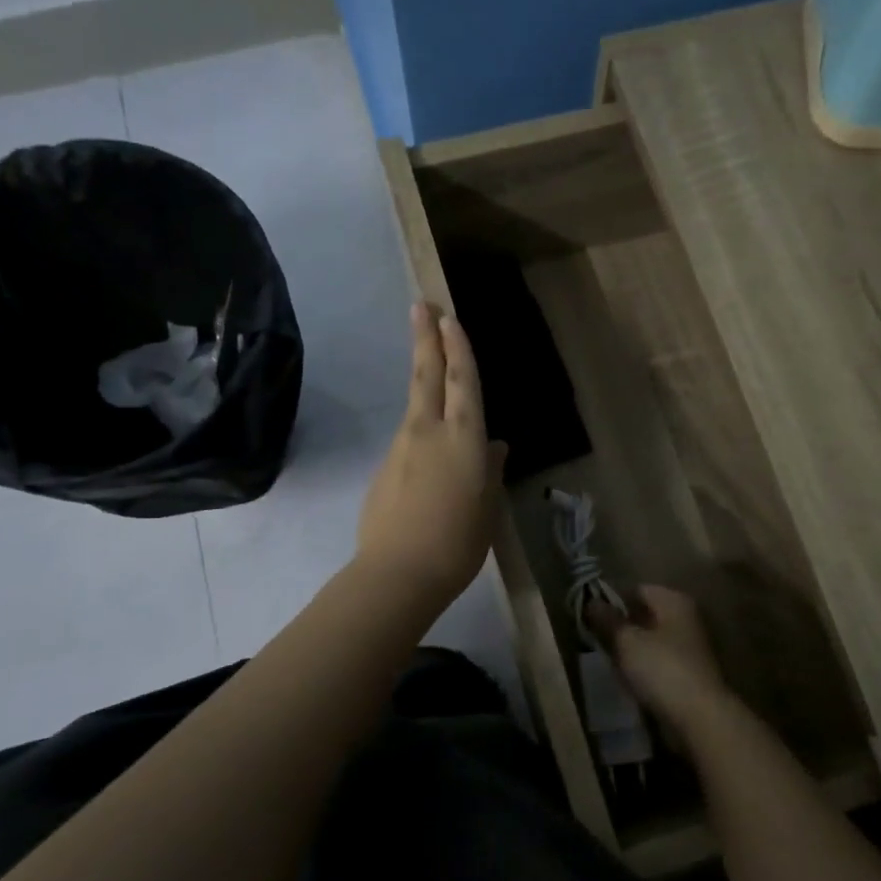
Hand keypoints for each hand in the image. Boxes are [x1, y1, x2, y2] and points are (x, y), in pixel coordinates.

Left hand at [356, 303, 505, 609]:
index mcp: (463, 439)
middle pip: (426, 375)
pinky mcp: (384, 470)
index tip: (448, 316)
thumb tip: (495, 446)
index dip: (458, 347)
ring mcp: (401, 449)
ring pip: (414, 404)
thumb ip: (491, 472)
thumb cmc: (457, 544)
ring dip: (421, 377)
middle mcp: (428, 433)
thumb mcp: (487, 508)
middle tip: (420, 306)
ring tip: (428, 359)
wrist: (397, 575)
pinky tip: (429, 447)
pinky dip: (420, 428)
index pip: (462, 382)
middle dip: (426, 338)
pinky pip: (408, 439)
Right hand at [587, 585, 728, 722]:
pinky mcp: (689, 673)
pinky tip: (627, 679)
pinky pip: (658, 662)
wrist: (699, 717)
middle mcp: (686, 618)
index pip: (636, 590)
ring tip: (608, 661)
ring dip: (631, 649)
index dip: (612, 601)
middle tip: (595, 639)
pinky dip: (643, 667)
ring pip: (651, 640)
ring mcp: (690, 647)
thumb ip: (607, 620)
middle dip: (621, 627)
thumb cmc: (661, 669)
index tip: (590, 618)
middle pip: (645, 615)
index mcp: (674, 601)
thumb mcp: (626, 641)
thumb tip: (591, 601)